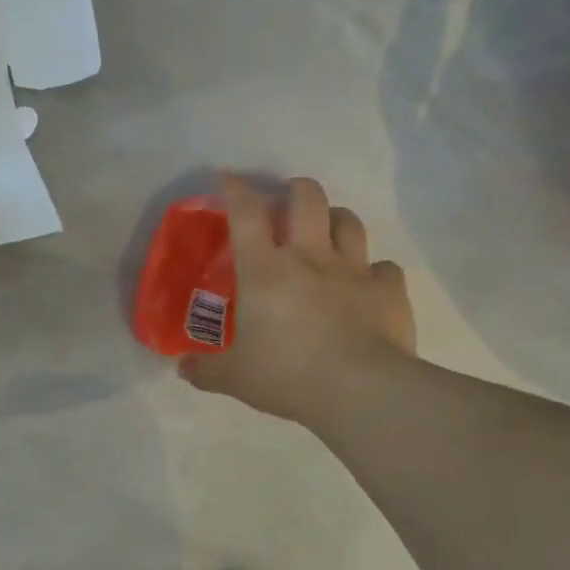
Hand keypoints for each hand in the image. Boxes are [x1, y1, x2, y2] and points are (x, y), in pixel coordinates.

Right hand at [180, 177, 416, 424]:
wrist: (360, 390)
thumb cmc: (286, 375)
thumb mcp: (234, 378)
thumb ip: (206, 370)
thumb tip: (181, 369)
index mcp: (264, 270)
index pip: (246, 213)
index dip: (235, 189)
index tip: (228, 179)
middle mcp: (309, 257)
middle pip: (307, 197)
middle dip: (296, 189)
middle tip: (287, 202)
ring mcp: (353, 270)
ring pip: (349, 221)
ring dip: (336, 219)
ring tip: (327, 231)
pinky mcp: (388, 290)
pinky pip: (384, 267)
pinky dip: (374, 271)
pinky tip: (367, 285)